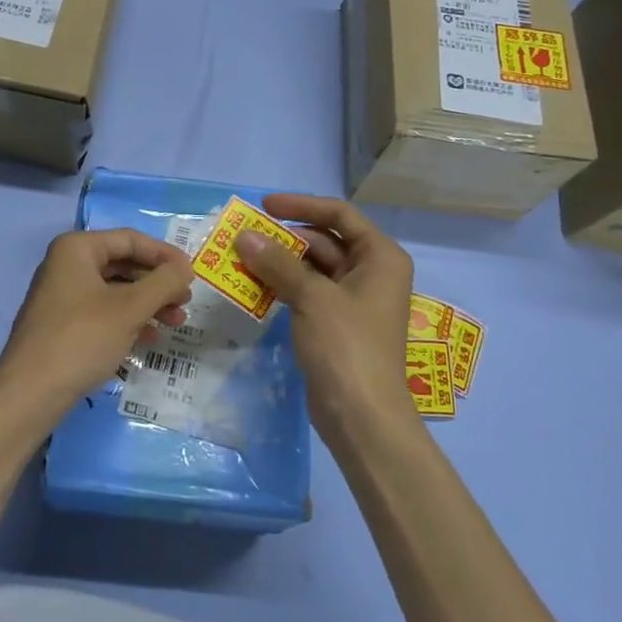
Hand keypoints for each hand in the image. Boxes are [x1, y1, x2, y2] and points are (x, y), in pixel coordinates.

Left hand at [0, 229, 193, 422]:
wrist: (30, 392)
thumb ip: (163, 283)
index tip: (192, 274)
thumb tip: (185, 268)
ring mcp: (62, 296)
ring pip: (115, 291)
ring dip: (148, 304)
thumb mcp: (130, 308)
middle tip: (186, 301)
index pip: (130, 240)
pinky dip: (128, 321)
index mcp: (76, 249)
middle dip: (157, 283)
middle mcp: (66, 265)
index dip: (164, 255)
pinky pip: (103, 312)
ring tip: (176, 322)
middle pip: (123, 264)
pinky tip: (150, 339)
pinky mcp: (62, 324)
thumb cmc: (82, 338)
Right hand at [235, 193, 415, 442]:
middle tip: (243, 238)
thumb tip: (244, 237)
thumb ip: (277, 263)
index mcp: (380, 257)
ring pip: (313, 268)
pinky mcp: (338, 324)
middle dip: (284, 238)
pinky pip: (308, 293)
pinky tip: (254, 288)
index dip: (301, 205)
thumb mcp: (312, 297)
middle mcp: (372, 272)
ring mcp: (355, 300)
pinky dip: (284, 287)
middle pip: (325, 240)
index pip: (339, 215)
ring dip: (280, 263)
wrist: (362, 416)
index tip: (264, 206)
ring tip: (241, 260)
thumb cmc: (347, 346)